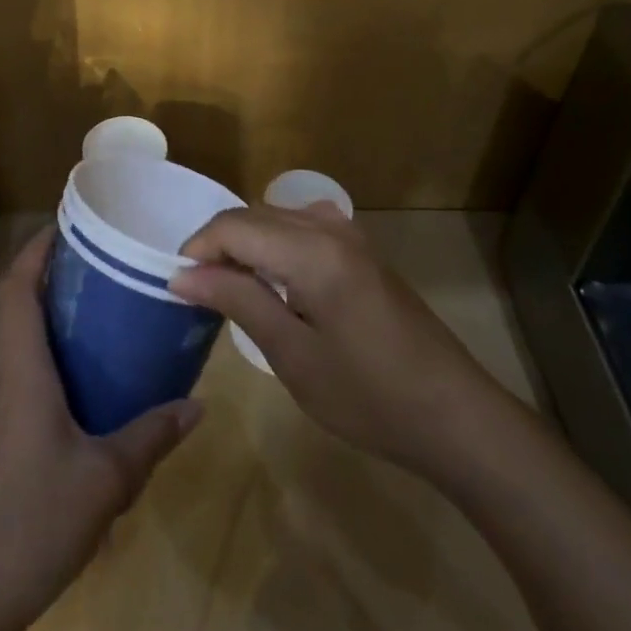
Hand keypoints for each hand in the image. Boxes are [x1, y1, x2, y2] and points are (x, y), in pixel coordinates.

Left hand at [0, 227, 201, 630]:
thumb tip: (198, 405)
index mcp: (17, 364)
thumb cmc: (31, 521)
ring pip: (6, 332)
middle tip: (99, 264)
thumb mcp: (105, 480)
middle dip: (48, 272)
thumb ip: (151, 436)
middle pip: (11, 299)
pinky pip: (6, 364)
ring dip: (40, 309)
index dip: (40, 246)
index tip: (75, 225)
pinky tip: (71, 374)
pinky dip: (34, 347)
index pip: (18, 282)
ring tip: (93, 306)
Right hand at [169, 204, 491, 474]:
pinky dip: (275, 244)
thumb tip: (182, 274)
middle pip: (253, 214)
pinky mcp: (362, 251)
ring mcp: (351, 235)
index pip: (233, 225)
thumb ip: (238, 301)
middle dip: (218, 244)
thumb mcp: (293, 355)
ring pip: (277, 216)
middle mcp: (329, 227)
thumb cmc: (369, 395)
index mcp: (311, 250)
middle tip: (198, 290)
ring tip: (229, 287)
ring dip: (246, 242)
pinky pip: (302, 227)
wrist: (455, 416)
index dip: (197, 248)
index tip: (176, 285)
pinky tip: (274, 280)